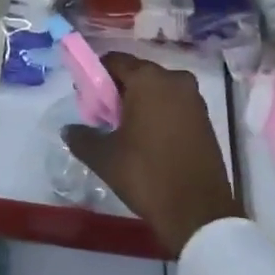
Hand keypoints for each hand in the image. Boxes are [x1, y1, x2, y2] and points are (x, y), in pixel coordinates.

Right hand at [62, 54, 242, 257]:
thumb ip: (81, 137)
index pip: (114, 61)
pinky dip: (160, 113)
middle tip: (104, 118)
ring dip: (140, 102)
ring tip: (126, 132)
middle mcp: (174, 79)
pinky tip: (149, 140)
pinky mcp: (205, 118)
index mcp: (148, 79)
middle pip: (137, 73)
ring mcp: (194, 99)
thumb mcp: (105, 158)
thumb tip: (68, 129)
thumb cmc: (147, 175)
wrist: (199, 214)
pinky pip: (174, 104)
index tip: (87, 99)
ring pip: (157, 89)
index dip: (96, 76)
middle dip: (118, 91)